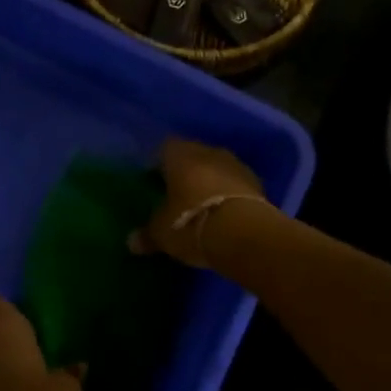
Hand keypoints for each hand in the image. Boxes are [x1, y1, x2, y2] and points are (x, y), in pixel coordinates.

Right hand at [130, 137, 268, 268]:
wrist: (244, 234)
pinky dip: (229, 194)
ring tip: (202, 203)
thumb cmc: (191, 223)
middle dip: (186, 171)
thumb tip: (132, 243)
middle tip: (177, 192)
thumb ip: (147, 235)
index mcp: (180, 155)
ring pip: (217, 168)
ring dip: (211, 181)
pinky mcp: (258, 184)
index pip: (165, 148)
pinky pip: (236, 184)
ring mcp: (236, 166)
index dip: (159, 163)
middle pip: (194, 155)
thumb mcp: (162, 233)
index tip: (155, 180)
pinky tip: (224, 213)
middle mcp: (209, 152)